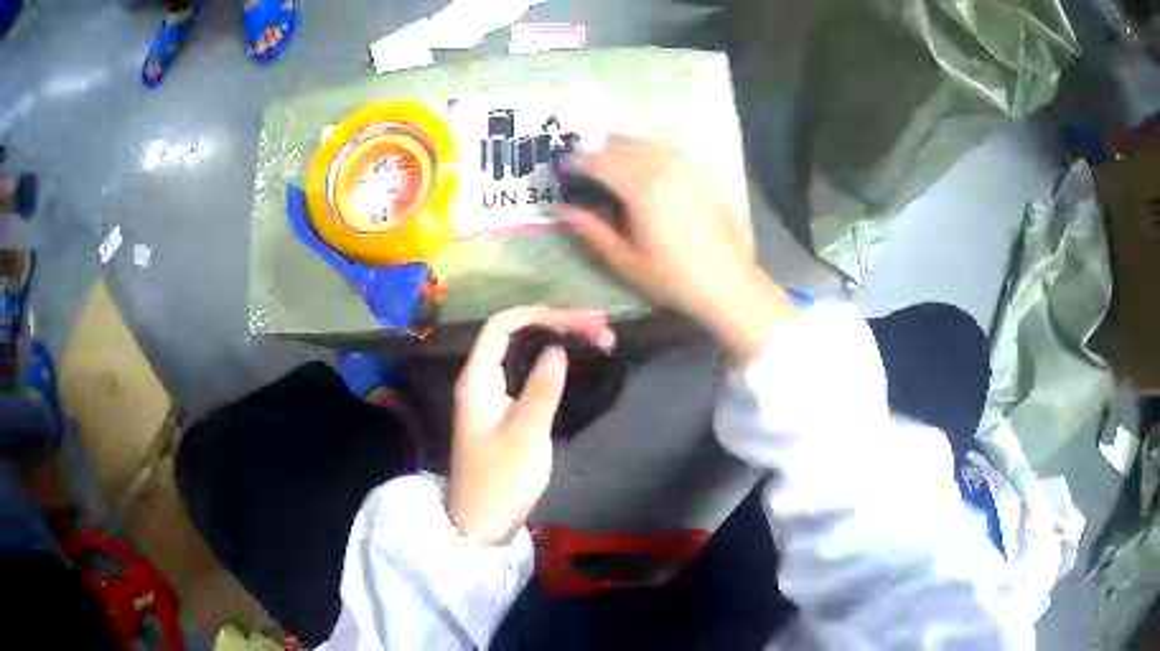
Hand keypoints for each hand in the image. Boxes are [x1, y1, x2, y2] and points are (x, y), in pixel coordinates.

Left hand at [449, 306, 614, 545]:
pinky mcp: (506, 412)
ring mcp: (493, 396)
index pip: (502, 326)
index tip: (579, 320)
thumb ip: (543, 388)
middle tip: (601, 327)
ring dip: (560, 343)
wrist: (482, 523)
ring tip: (600, 339)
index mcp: (477, 379)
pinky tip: (579, 364)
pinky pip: (531, 375)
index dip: (540, 314)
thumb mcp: (526, 433)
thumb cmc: (501, 480)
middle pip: (517, 336)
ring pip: (527, 355)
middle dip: (557, 324)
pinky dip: (556, 365)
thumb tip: (558, 349)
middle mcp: (482, 380)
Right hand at [558, 137, 796, 361]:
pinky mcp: (702, 172)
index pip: (601, 162)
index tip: (560, 167)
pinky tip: (641, 160)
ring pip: (645, 143)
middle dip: (595, 150)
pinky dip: (647, 149)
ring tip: (605, 158)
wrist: (728, 283)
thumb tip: (562, 209)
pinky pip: (668, 149)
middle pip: (621, 147)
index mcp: (644, 190)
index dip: (577, 161)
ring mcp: (687, 167)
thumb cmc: (674, 278)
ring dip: (620, 146)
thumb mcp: (626, 261)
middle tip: (578, 162)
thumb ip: (592, 231)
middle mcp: (665, 169)